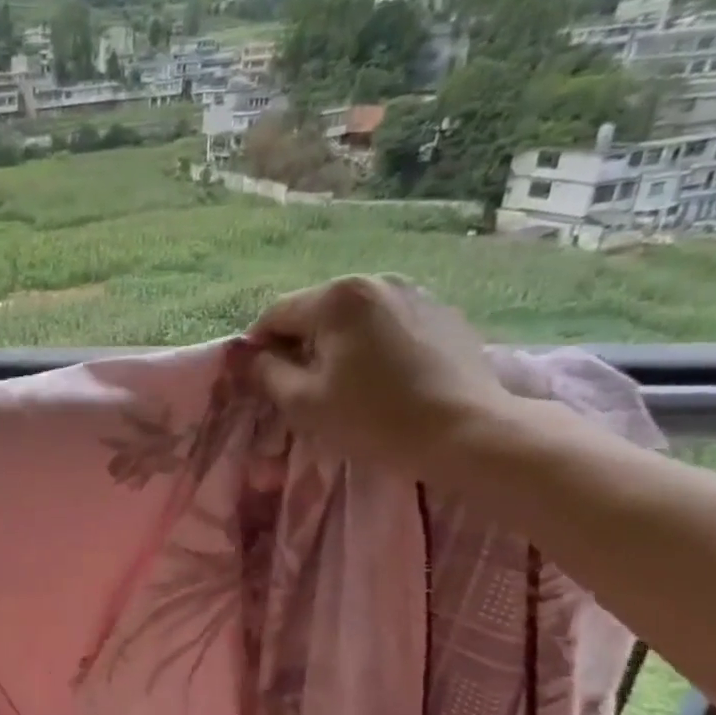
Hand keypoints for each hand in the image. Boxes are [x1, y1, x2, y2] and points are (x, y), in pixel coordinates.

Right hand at [246, 276, 521, 474]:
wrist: (467, 433)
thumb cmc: (374, 418)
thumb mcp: (303, 402)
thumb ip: (266, 373)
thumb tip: (249, 356)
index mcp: (337, 298)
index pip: (275, 314)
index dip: (258, 348)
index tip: (258, 381)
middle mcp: (375, 281)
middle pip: (315, 311)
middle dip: (299, 344)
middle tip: (299, 387)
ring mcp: (414, 293)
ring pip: (352, 317)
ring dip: (336, 344)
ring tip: (343, 383)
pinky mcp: (442, 313)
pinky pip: (387, 323)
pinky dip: (372, 344)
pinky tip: (381, 378)